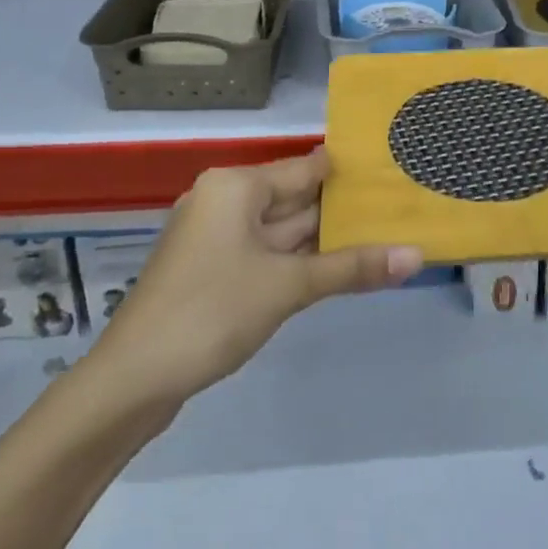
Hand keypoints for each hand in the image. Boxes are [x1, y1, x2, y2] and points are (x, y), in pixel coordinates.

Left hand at [91, 148, 422, 402]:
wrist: (131, 381)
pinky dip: (299, 261)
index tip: (394, 172)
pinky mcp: (212, 271)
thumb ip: (352, 268)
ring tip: (384, 237)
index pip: (306, 167)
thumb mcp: (288, 286)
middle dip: (343, 210)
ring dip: (325, 239)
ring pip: (282, 230)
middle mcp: (225, 201)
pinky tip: (338, 270)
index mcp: (236, 186)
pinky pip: (266, 254)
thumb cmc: (211, 313)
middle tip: (400, 208)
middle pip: (295, 198)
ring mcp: (215, 238)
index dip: (349, 172)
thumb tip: (416, 255)